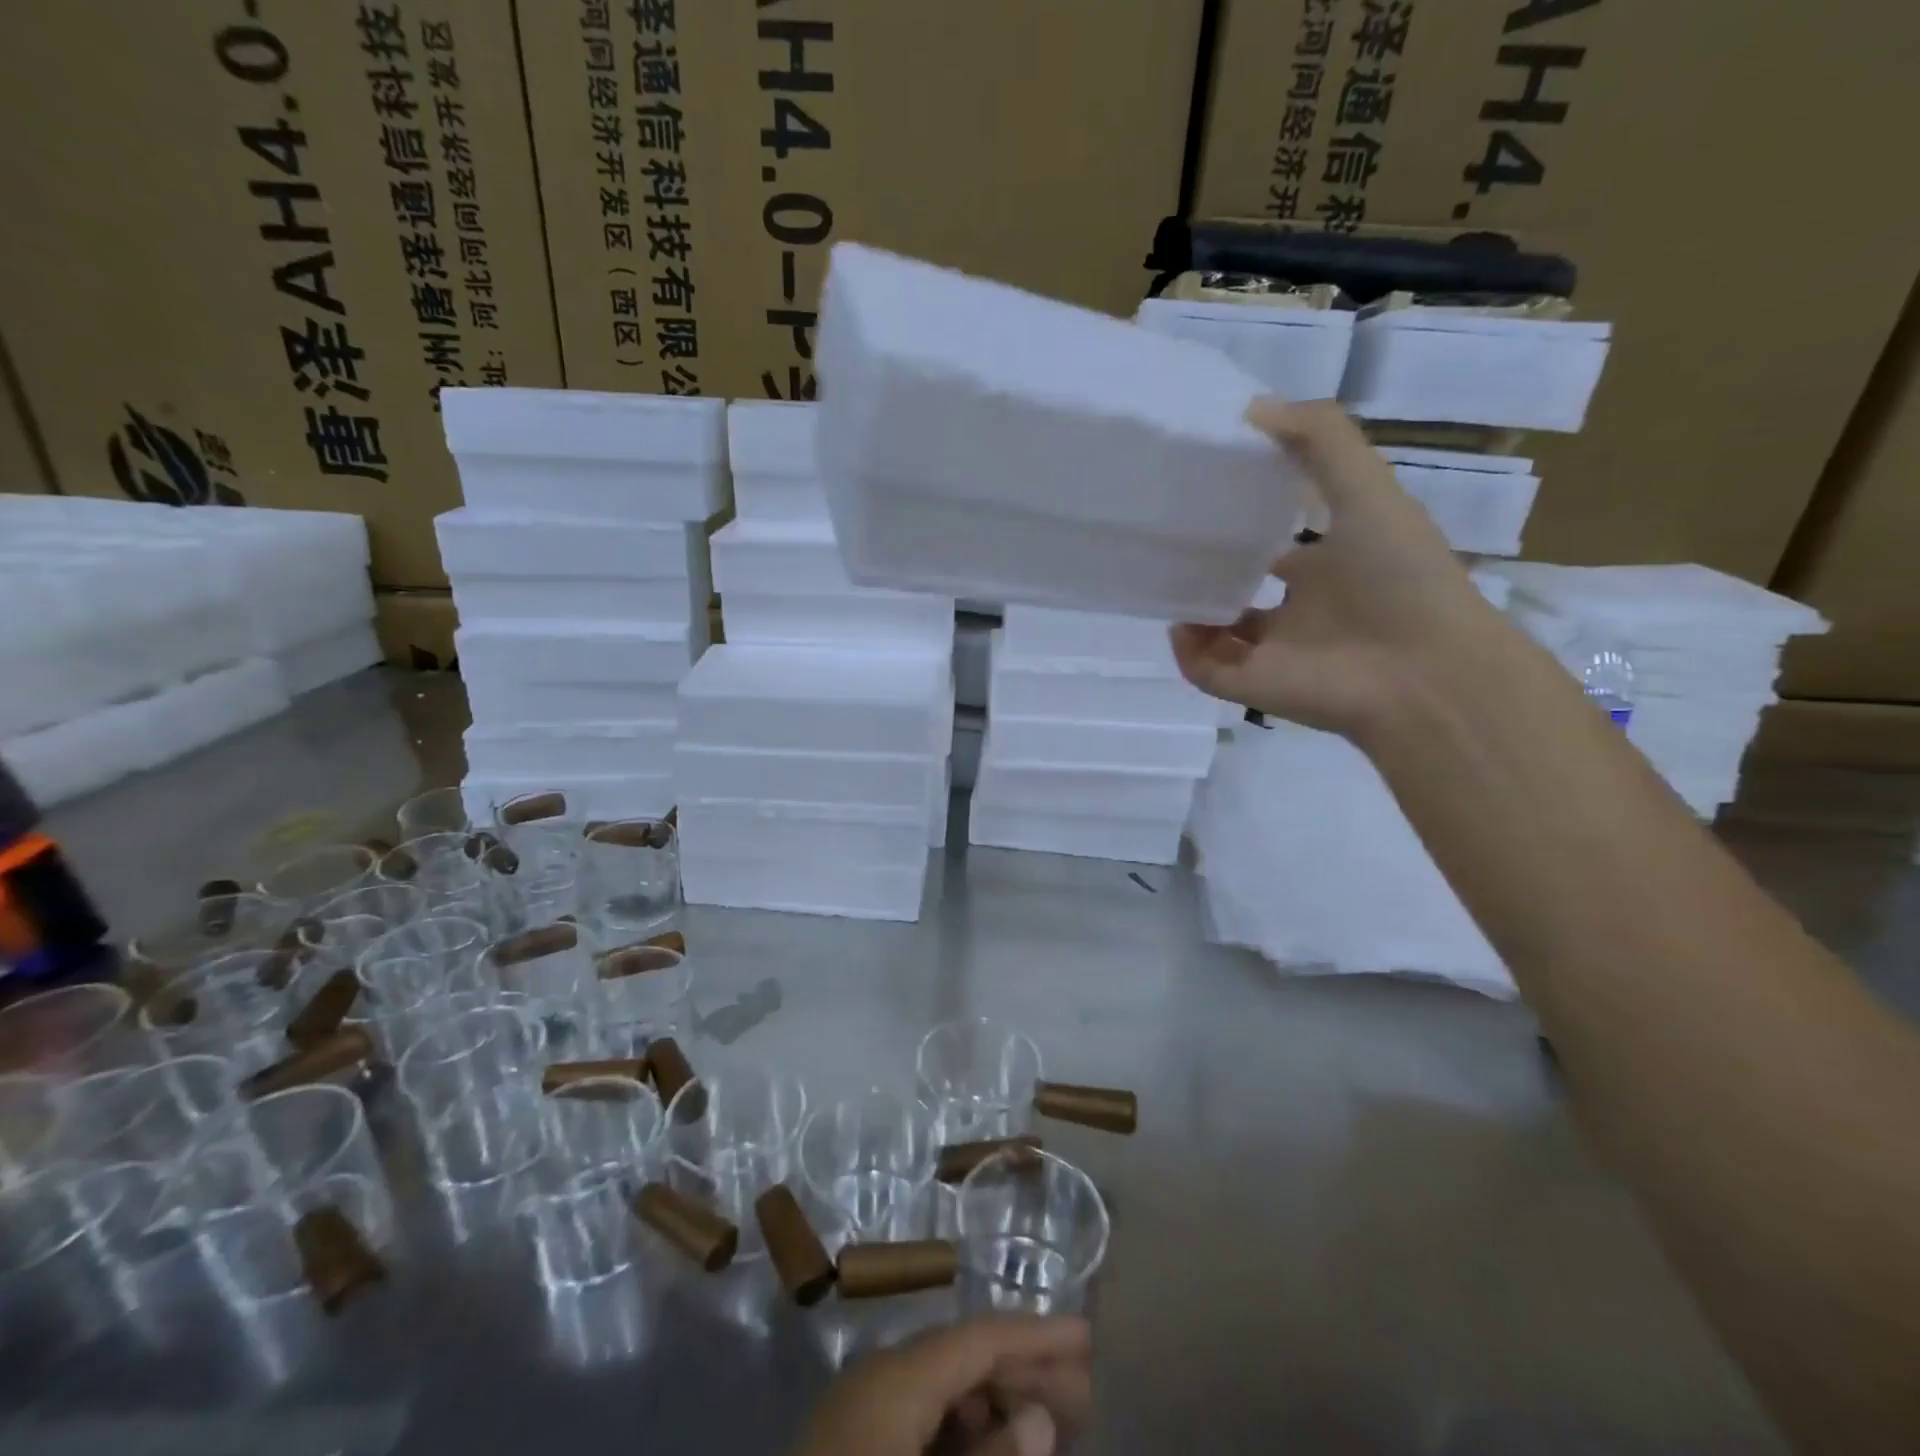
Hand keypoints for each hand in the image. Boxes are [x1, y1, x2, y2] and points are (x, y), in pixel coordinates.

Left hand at [793, 1315, 1092, 1455]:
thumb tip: (1039, 1417)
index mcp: (892, 1377)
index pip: (978, 1336)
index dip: (1036, 1334)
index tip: (1086, 1337)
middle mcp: (876, 1378)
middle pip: (963, 1358)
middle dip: (1023, 1372)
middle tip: (1082, 1394)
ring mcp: (859, 1413)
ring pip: (944, 1390)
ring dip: (996, 1402)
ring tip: (1046, 1428)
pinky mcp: (851, 1444)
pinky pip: (921, 1421)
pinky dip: (963, 1430)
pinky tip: (994, 1448)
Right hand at [1170, 398, 1500, 738]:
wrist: (1424, 670)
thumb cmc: (1399, 575)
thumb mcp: (1367, 488)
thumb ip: (1320, 441)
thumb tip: (1251, 409)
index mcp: (1331, 567)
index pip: (1280, 549)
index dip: (1247, 529)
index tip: (1209, 504)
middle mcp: (1301, 610)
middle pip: (1242, 593)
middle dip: (1209, 575)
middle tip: (1173, 548)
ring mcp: (1275, 652)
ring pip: (1218, 636)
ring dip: (1192, 613)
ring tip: (1169, 586)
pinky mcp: (1254, 687)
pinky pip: (1204, 671)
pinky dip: (1186, 652)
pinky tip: (1181, 624)